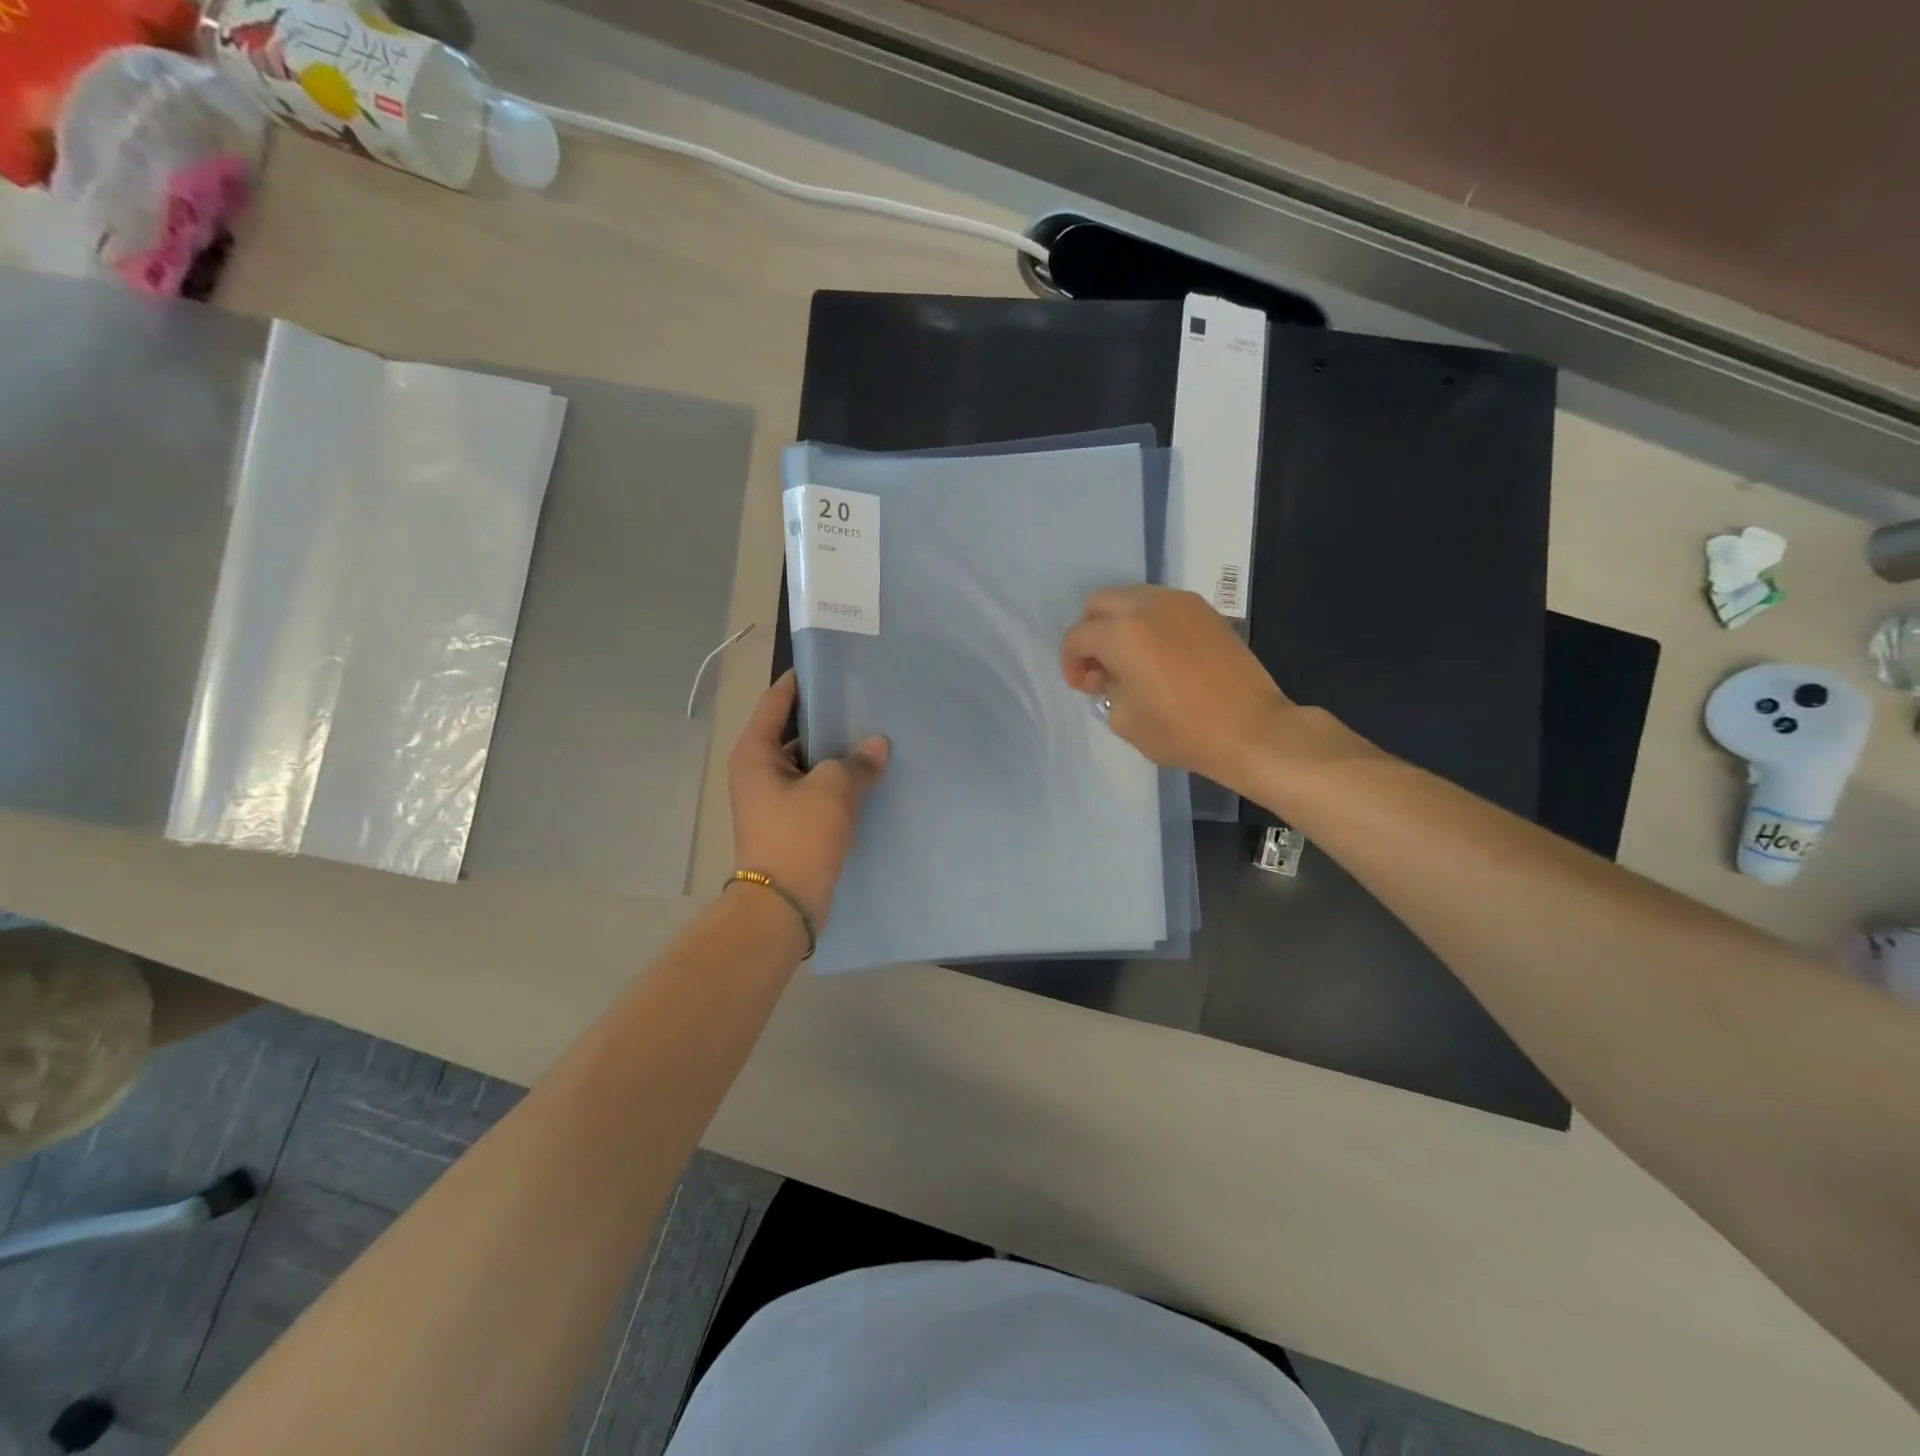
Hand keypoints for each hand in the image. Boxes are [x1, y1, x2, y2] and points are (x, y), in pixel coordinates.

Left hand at [728, 671, 888, 927]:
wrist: (784, 905)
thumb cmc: (799, 837)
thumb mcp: (833, 791)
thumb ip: (856, 762)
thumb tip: (876, 745)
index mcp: (755, 753)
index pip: (776, 702)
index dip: (801, 681)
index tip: (830, 665)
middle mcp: (758, 771)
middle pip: (794, 732)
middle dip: (828, 720)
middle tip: (864, 702)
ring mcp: (773, 799)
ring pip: (808, 764)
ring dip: (836, 754)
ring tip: (873, 737)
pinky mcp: (790, 822)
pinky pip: (815, 790)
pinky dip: (837, 782)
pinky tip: (868, 776)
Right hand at [1061, 586, 1294, 791]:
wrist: (1252, 730)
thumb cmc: (1182, 731)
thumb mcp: (1125, 720)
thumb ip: (1106, 689)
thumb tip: (1108, 676)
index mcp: (1122, 633)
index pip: (1078, 636)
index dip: (1070, 663)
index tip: (1082, 687)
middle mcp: (1148, 606)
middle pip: (1100, 604)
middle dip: (1091, 633)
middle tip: (1100, 668)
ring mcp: (1181, 604)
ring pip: (1132, 598)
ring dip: (1120, 624)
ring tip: (1130, 661)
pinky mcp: (1206, 611)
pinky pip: (1162, 606)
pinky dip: (1149, 623)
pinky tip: (1159, 656)